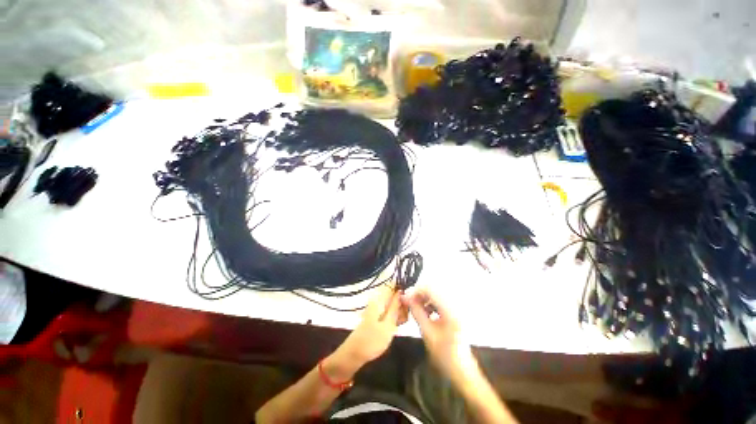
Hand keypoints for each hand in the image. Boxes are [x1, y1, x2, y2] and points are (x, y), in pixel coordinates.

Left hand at [332, 285, 407, 373]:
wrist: (354, 354)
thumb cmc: (372, 340)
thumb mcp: (388, 325)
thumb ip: (395, 307)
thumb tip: (401, 291)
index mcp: (379, 300)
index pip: (392, 286)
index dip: (402, 290)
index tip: (409, 300)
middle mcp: (377, 301)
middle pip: (393, 296)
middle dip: (401, 304)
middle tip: (404, 317)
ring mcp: (376, 309)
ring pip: (392, 305)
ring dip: (398, 312)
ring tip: (400, 323)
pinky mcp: (376, 317)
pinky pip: (388, 312)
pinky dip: (393, 318)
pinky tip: (396, 326)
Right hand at [403, 287, 477, 383]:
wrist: (462, 370)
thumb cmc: (444, 354)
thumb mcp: (427, 332)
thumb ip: (416, 311)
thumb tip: (404, 297)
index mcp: (450, 309)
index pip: (430, 288)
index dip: (415, 290)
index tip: (404, 297)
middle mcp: (455, 303)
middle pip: (433, 288)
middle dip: (419, 293)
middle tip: (408, 302)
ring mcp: (456, 307)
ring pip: (436, 293)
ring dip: (424, 297)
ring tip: (415, 307)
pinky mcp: (456, 311)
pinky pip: (440, 300)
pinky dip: (431, 302)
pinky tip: (425, 311)